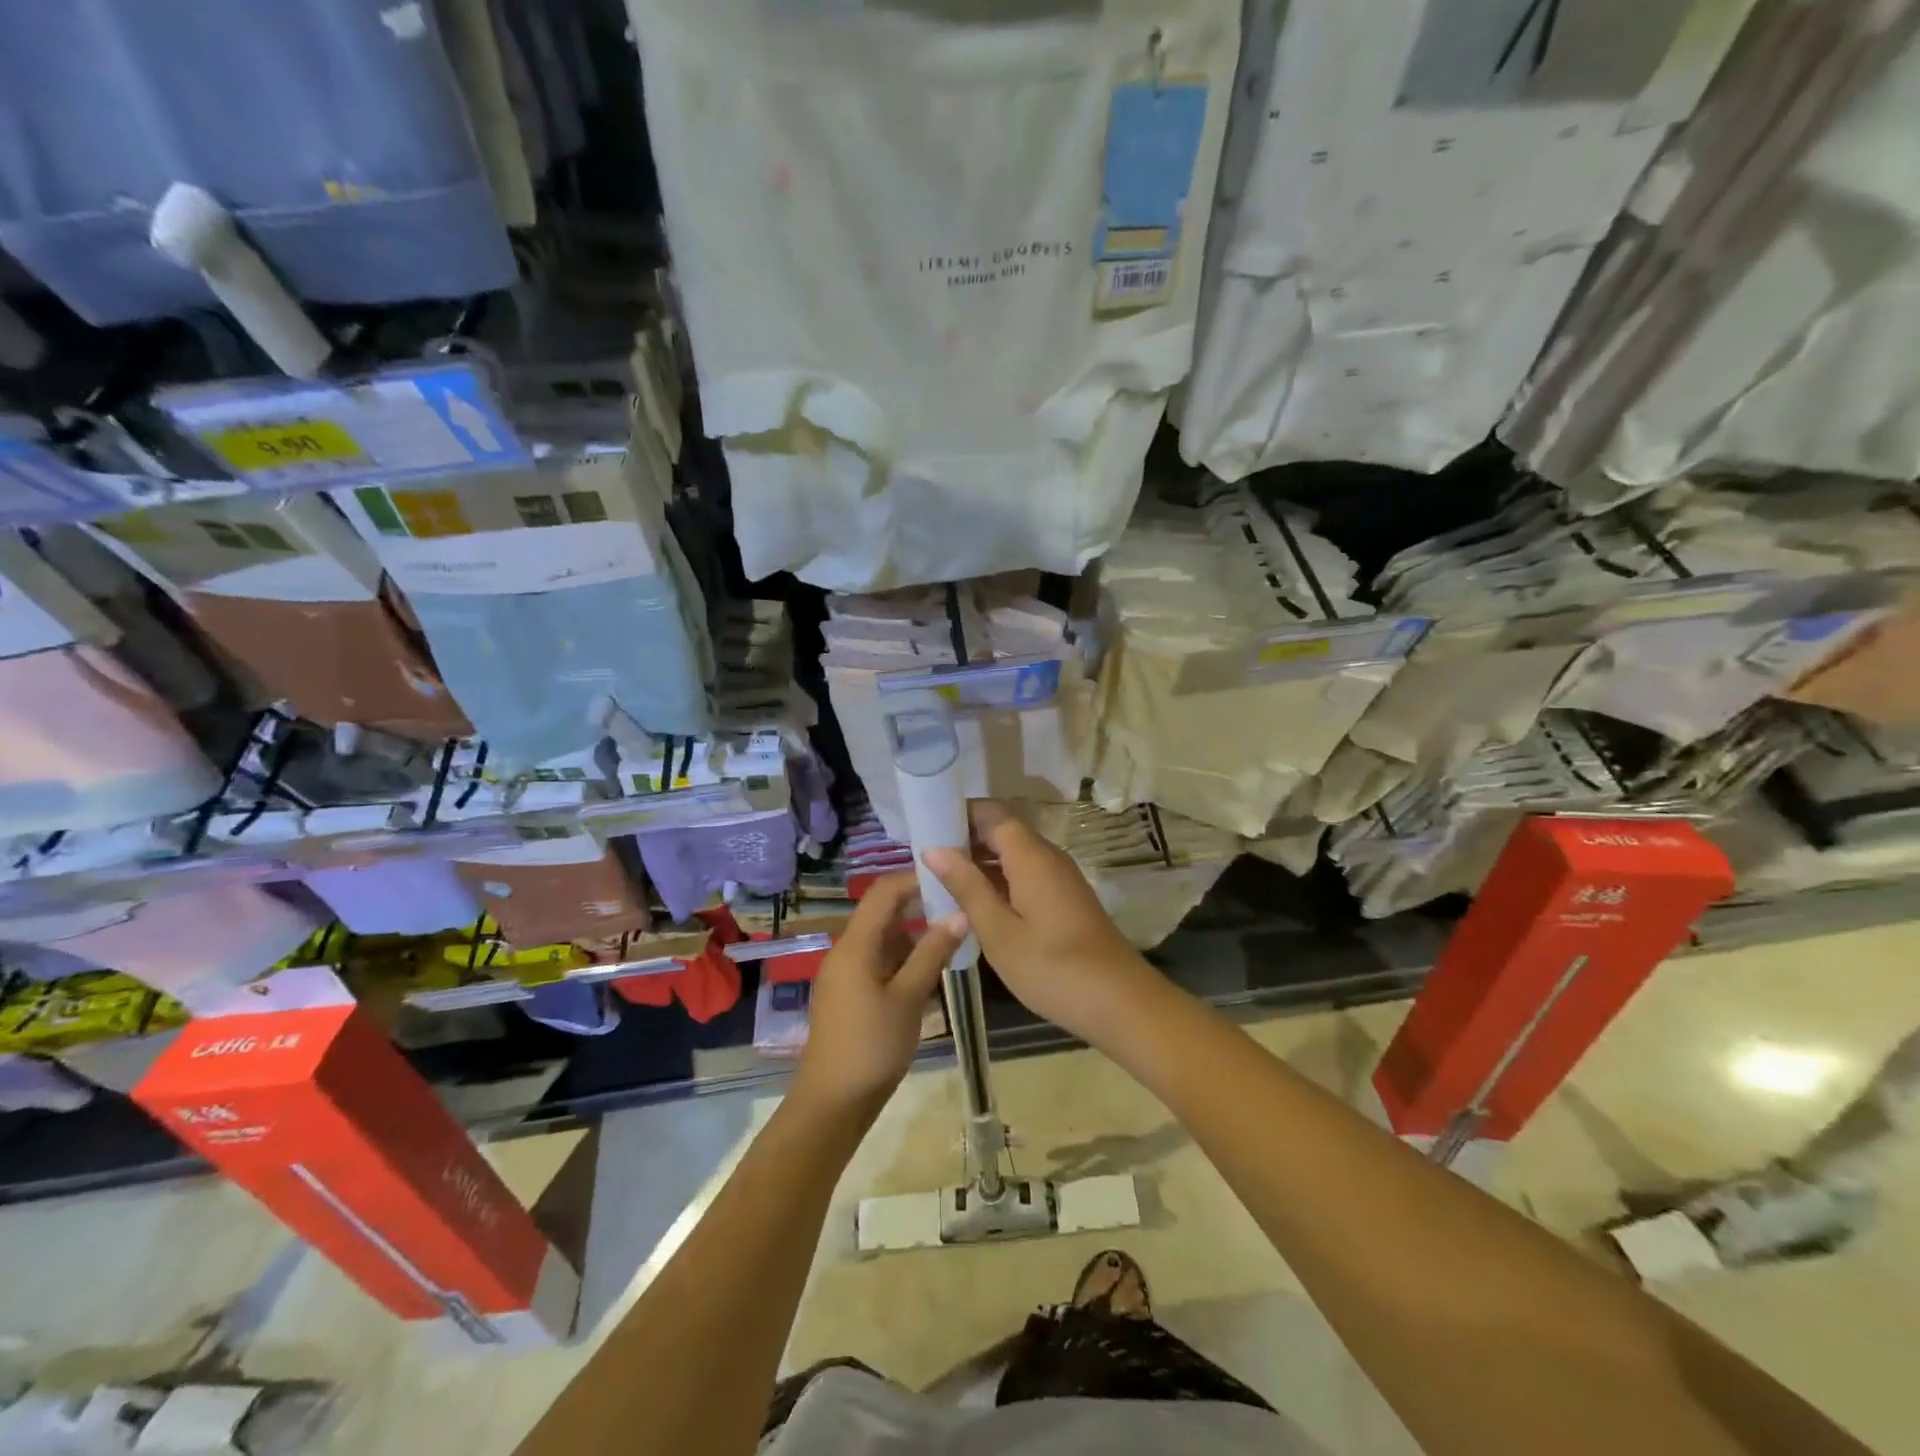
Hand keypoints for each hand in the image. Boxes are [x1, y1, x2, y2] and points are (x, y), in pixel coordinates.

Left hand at [792, 871, 963, 1119]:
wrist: (832, 1103)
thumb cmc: (871, 1046)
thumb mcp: (908, 998)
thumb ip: (932, 953)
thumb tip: (959, 914)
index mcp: (855, 945)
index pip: (883, 892)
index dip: (914, 878)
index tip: (949, 876)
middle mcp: (847, 951)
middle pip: (883, 913)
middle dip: (919, 906)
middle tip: (959, 906)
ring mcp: (847, 974)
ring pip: (884, 940)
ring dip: (915, 935)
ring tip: (954, 937)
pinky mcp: (851, 994)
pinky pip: (880, 962)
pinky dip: (905, 959)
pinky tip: (932, 971)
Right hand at [924, 801, 1164, 1050]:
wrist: (1119, 1002)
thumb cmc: (1052, 968)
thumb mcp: (999, 931)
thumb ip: (966, 886)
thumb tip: (934, 849)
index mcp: (1030, 855)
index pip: (990, 812)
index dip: (957, 814)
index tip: (923, 828)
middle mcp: (1047, 855)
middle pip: (1001, 830)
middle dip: (963, 839)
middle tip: (923, 860)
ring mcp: (1059, 876)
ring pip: (1012, 853)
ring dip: (979, 862)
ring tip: (940, 881)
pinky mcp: (1064, 897)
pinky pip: (1024, 873)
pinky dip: (998, 880)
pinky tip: (975, 903)